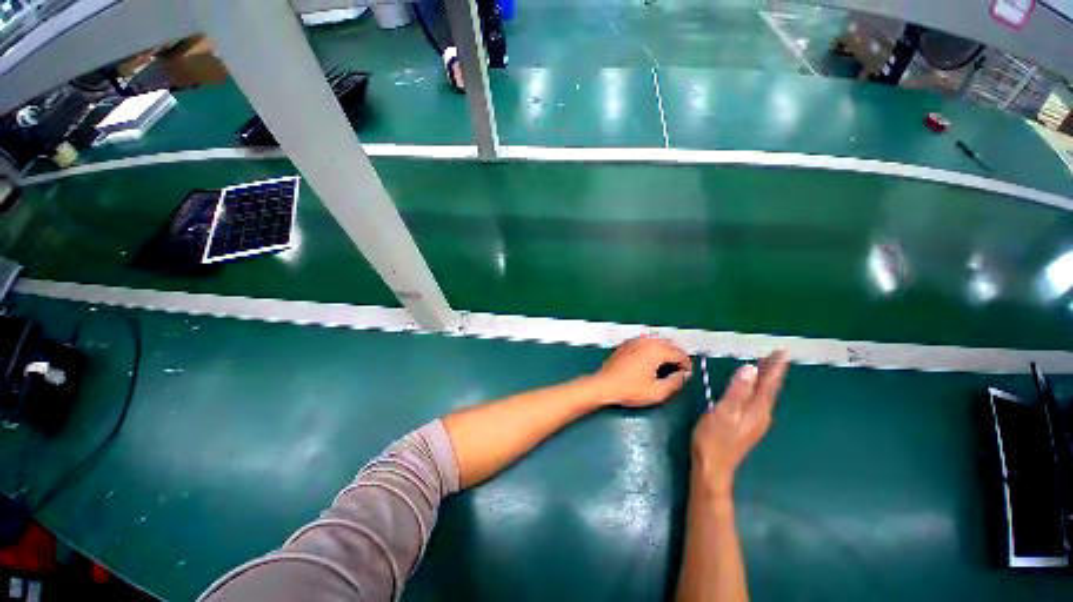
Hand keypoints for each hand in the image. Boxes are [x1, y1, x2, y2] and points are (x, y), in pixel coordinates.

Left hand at [591, 336, 691, 406]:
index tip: (686, 376)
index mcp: (656, 350)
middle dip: (677, 357)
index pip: (680, 353)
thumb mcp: (657, 392)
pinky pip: (646, 342)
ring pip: (658, 342)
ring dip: (665, 352)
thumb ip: (676, 382)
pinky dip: (653, 349)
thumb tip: (684, 375)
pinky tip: (650, 362)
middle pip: (670, 344)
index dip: (687, 365)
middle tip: (678, 372)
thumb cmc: (630, 389)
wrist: (604, 385)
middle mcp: (646, 341)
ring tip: (665, 368)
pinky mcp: (626, 344)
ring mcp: (635, 340)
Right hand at [691, 351, 788, 497]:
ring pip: (764, 395)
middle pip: (769, 389)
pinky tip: (753, 386)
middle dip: (773, 371)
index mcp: (756, 410)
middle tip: (776, 355)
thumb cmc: (714, 439)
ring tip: (767, 365)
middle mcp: (761, 415)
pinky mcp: (747, 425)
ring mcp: (755, 421)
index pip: (768, 384)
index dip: (775, 368)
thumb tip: (750, 369)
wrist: (713, 467)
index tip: (782, 352)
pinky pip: (757, 400)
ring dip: (767, 379)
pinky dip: (758, 389)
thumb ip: (737, 391)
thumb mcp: (723, 412)